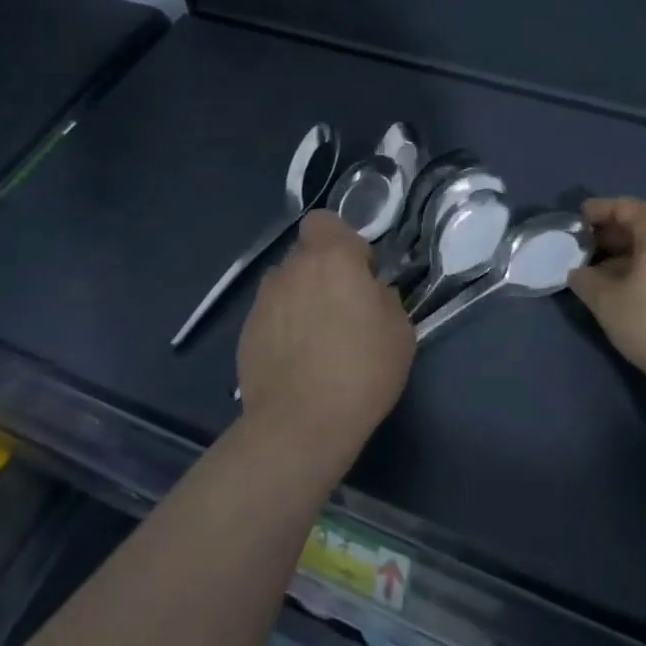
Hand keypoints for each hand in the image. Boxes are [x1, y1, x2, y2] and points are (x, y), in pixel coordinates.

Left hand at [237, 210, 414, 469]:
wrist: (300, 424)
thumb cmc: (361, 371)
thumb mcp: (400, 332)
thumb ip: (384, 299)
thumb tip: (370, 293)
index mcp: (332, 259)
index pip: (325, 221)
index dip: (342, 241)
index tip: (359, 272)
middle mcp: (292, 270)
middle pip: (306, 255)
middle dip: (323, 273)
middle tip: (343, 310)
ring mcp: (263, 300)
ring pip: (286, 285)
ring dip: (301, 298)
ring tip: (316, 338)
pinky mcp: (246, 332)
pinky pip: (271, 315)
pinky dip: (283, 327)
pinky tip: (297, 361)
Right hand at [568, 197, 645, 414]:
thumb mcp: (607, 302)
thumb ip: (586, 281)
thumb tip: (580, 273)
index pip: (624, 207)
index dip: (596, 212)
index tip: (575, 221)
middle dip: (614, 238)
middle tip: (587, 252)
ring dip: (636, 258)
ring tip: (610, 278)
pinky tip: (643, 295)